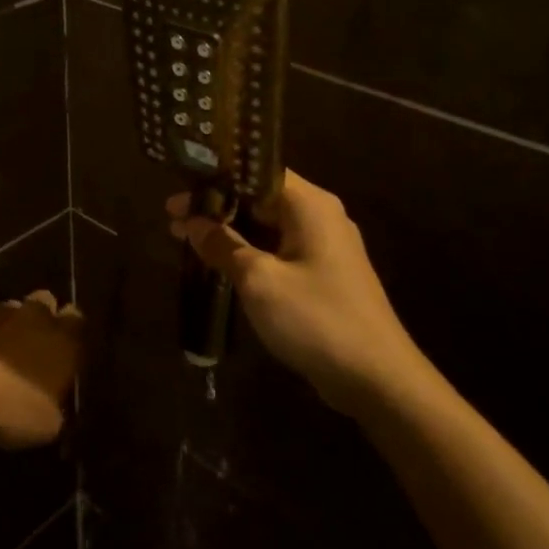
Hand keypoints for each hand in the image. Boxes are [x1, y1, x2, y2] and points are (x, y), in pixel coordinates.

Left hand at [0, 290, 81, 448]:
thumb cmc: (16, 406)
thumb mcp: (46, 423)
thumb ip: (52, 408)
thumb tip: (49, 409)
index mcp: (64, 340)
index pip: (75, 319)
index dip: (70, 327)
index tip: (66, 340)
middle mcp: (36, 318)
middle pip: (45, 300)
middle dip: (41, 314)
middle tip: (34, 337)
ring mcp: (0, 313)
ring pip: (11, 305)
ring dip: (8, 320)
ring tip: (0, 343)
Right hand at [168, 172, 423, 410]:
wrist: (375, 377)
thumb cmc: (316, 318)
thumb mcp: (259, 280)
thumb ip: (223, 245)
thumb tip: (193, 222)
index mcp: (310, 206)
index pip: (258, 171)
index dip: (216, 178)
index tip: (180, 189)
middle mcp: (321, 217)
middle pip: (261, 198)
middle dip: (217, 206)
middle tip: (173, 217)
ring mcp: (325, 248)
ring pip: (269, 227)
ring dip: (231, 231)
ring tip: (186, 237)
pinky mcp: (324, 276)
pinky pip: (279, 251)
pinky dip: (250, 252)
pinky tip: (220, 264)